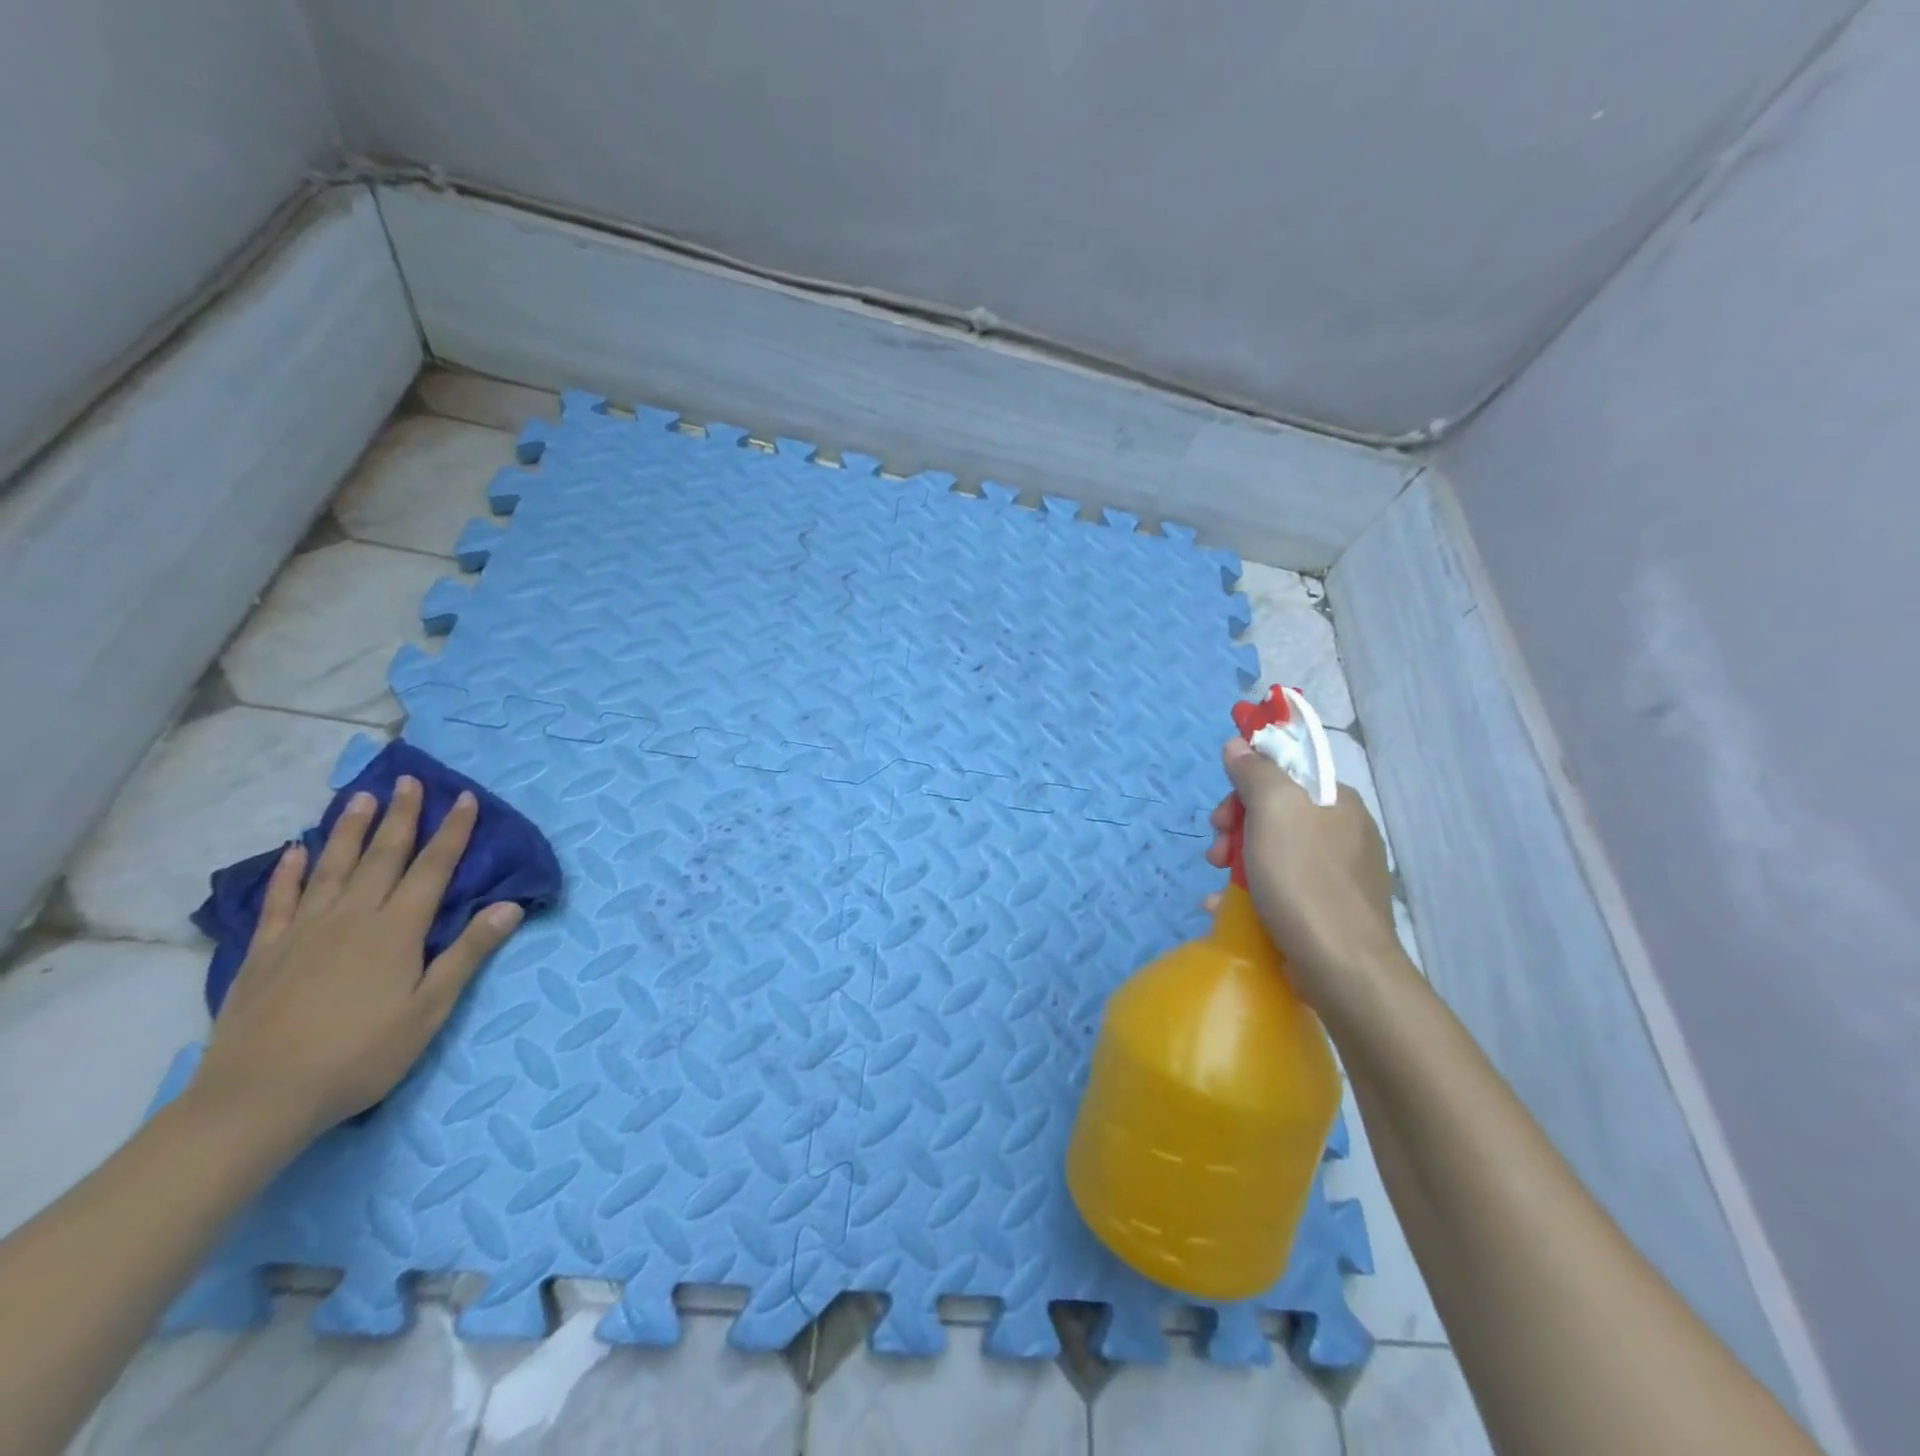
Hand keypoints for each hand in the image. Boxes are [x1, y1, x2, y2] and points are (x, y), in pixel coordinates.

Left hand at [191, 776, 523, 1143]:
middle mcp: (352, 918)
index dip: (452, 832)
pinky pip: (278, 901)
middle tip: (410, 780)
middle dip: (401, 816)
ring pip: (331, 868)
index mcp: (396, 930)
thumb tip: (510, 905)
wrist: (259, 1098)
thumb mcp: (430, 1009)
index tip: (464, 798)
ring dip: (348, 830)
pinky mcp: (265, 953)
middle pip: (382, 856)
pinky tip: (293, 852)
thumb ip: (468, 953)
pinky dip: (288, 872)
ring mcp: (303, 932)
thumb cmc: (361, 1055)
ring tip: (360, 798)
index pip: (433, 868)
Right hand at [1205, 737, 1400, 1002]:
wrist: (1342, 967)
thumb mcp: (1273, 810)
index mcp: (1337, 802)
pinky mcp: (1329, 912)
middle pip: (1275, 813)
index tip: (1222, 813)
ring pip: (1274, 852)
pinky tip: (1226, 909)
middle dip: (1235, 828)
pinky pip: (1282, 888)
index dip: (1245, 784)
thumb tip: (1239, 744)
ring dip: (1237, 862)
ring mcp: (1339, 875)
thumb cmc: (1304, 880)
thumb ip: (1255, 772)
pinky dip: (1252, 893)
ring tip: (1216, 885)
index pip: (1285, 772)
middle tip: (1215, 851)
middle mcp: (1344, 833)